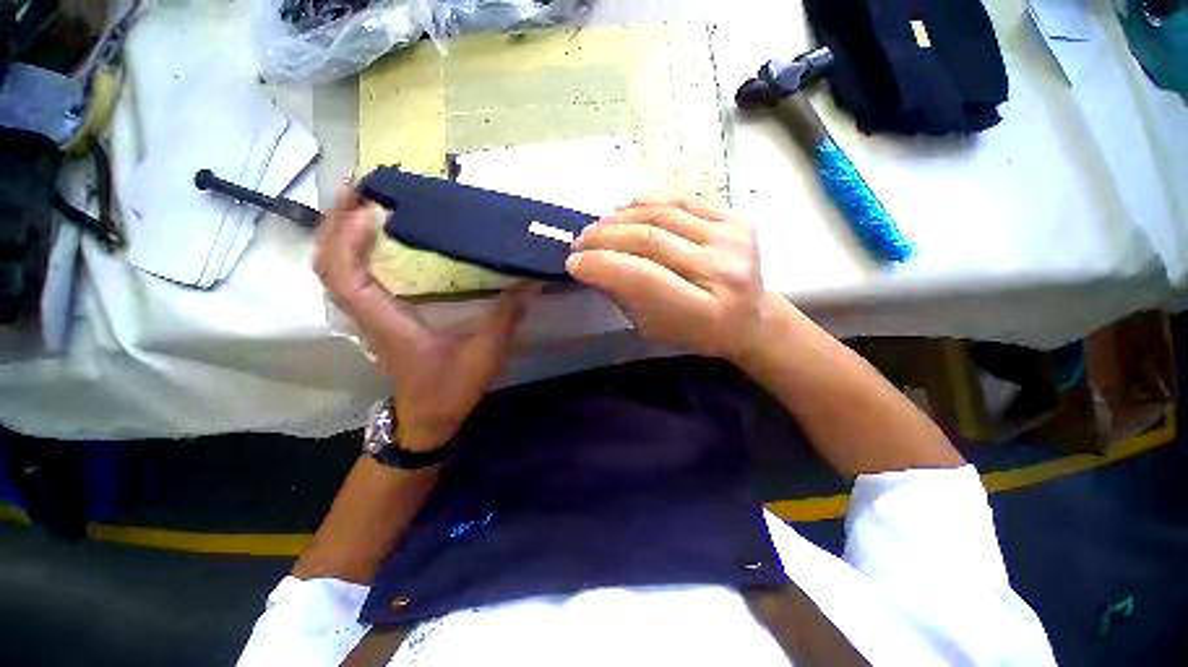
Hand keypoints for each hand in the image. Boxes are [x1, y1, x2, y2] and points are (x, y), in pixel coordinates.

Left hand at [314, 188, 534, 449]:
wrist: (428, 419)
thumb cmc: (450, 389)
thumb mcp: (484, 353)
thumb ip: (505, 317)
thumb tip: (527, 284)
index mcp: (388, 323)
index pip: (345, 276)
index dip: (345, 238)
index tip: (367, 206)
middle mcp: (369, 317)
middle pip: (328, 266)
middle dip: (335, 223)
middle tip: (360, 189)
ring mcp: (370, 318)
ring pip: (335, 272)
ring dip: (339, 234)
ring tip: (361, 204)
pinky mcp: (379, 320)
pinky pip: (353, 280)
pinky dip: (352, 253)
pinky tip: (372, 238)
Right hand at [566, 197, 766, 360]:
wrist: (750, 316)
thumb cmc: (697, 332)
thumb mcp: (655, 328)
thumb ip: (625, 296)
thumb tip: (592, 264)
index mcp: (704, 312)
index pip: (643, 277)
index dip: (603, 265)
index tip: (574, 263)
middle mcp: (723, 271)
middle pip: (650, 240)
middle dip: (604, 238)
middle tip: (579, 242)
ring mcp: (733, 239)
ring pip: (661, 215)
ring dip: (619, 218)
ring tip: (597, 227)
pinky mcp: (736, 218)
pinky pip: (680, 202)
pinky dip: (646, 203)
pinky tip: (625, 210)